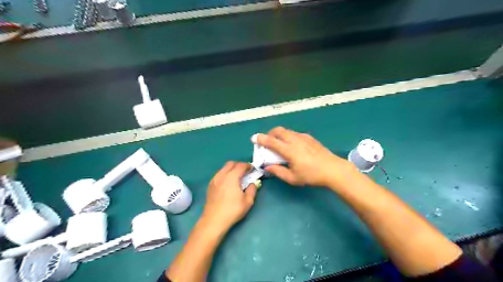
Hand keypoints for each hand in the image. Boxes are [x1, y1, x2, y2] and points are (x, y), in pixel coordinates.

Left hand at [201, 162, 256, 232]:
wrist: (214, 220)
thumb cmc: (233, 210)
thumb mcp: (248, 201)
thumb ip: (252, 189)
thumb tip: (253, 183)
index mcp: (232, 177)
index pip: (240, 165)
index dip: (247, 165)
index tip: (252, 169)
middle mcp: (221, 175)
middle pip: (230, 163)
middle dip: (239, 165)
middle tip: (245, 172)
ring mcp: (214, 180)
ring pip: (223, 168)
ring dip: (231, 169)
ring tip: (236, 178)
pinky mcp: (210, 185)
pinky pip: (219, 175)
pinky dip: (225, 175)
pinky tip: (228, 184)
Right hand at [256, 126, 356, 188]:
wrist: (332, 169)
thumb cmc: (311, 175)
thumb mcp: (293, 178)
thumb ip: (278, 171)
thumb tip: (267, 167)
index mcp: (289, 150)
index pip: (271, 141)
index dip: (260, 139)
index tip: (253, 138)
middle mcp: (294, 140)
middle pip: (278, 130)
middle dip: (269, 134)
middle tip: (267, 142)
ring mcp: (303, 137)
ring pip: (286, 131)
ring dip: (279, 135)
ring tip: (279, 144)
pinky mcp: (309, 137)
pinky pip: (294, 133)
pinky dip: (288, 136)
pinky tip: (292, 146)